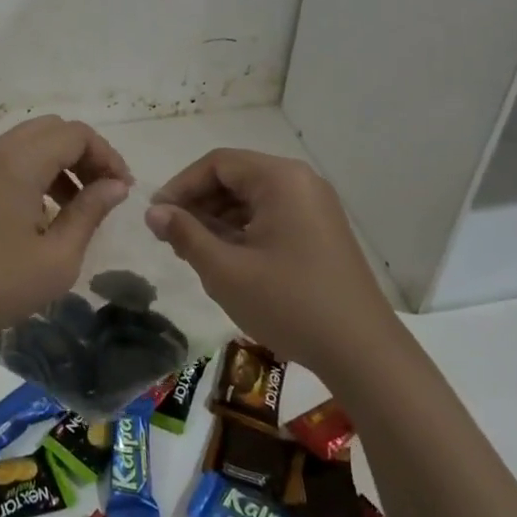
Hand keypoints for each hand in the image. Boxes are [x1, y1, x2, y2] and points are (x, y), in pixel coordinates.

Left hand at [0, 115, 133, 345]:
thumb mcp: (57, 258)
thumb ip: (90, 212)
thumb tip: (116, 185)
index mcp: (19, 162)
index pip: (76, 134)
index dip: (107, 156)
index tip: (123, 191)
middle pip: (53, 129)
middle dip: (85, 154)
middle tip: (104, 191)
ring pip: (30, 142)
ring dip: (61, 162)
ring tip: (79, 205)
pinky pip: (10, 160)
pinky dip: (36, 172)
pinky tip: (45, 213)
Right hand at [143, 148, 394, 380]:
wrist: (362, 352)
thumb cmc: (289, 304)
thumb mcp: (225, 270)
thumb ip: (185, 234)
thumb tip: (153, 212)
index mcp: (280, 179)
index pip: (217, 164)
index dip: (181, 186)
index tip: (156, 217)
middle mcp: (300, 181)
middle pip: (235, 177)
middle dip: (198, 204)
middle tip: (170, 238)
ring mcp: (314, 206)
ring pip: (252, 198)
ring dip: (218, 219)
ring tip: (192, 252)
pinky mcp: (320, 230)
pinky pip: (271, 215)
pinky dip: (243, 230)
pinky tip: (225, 259)